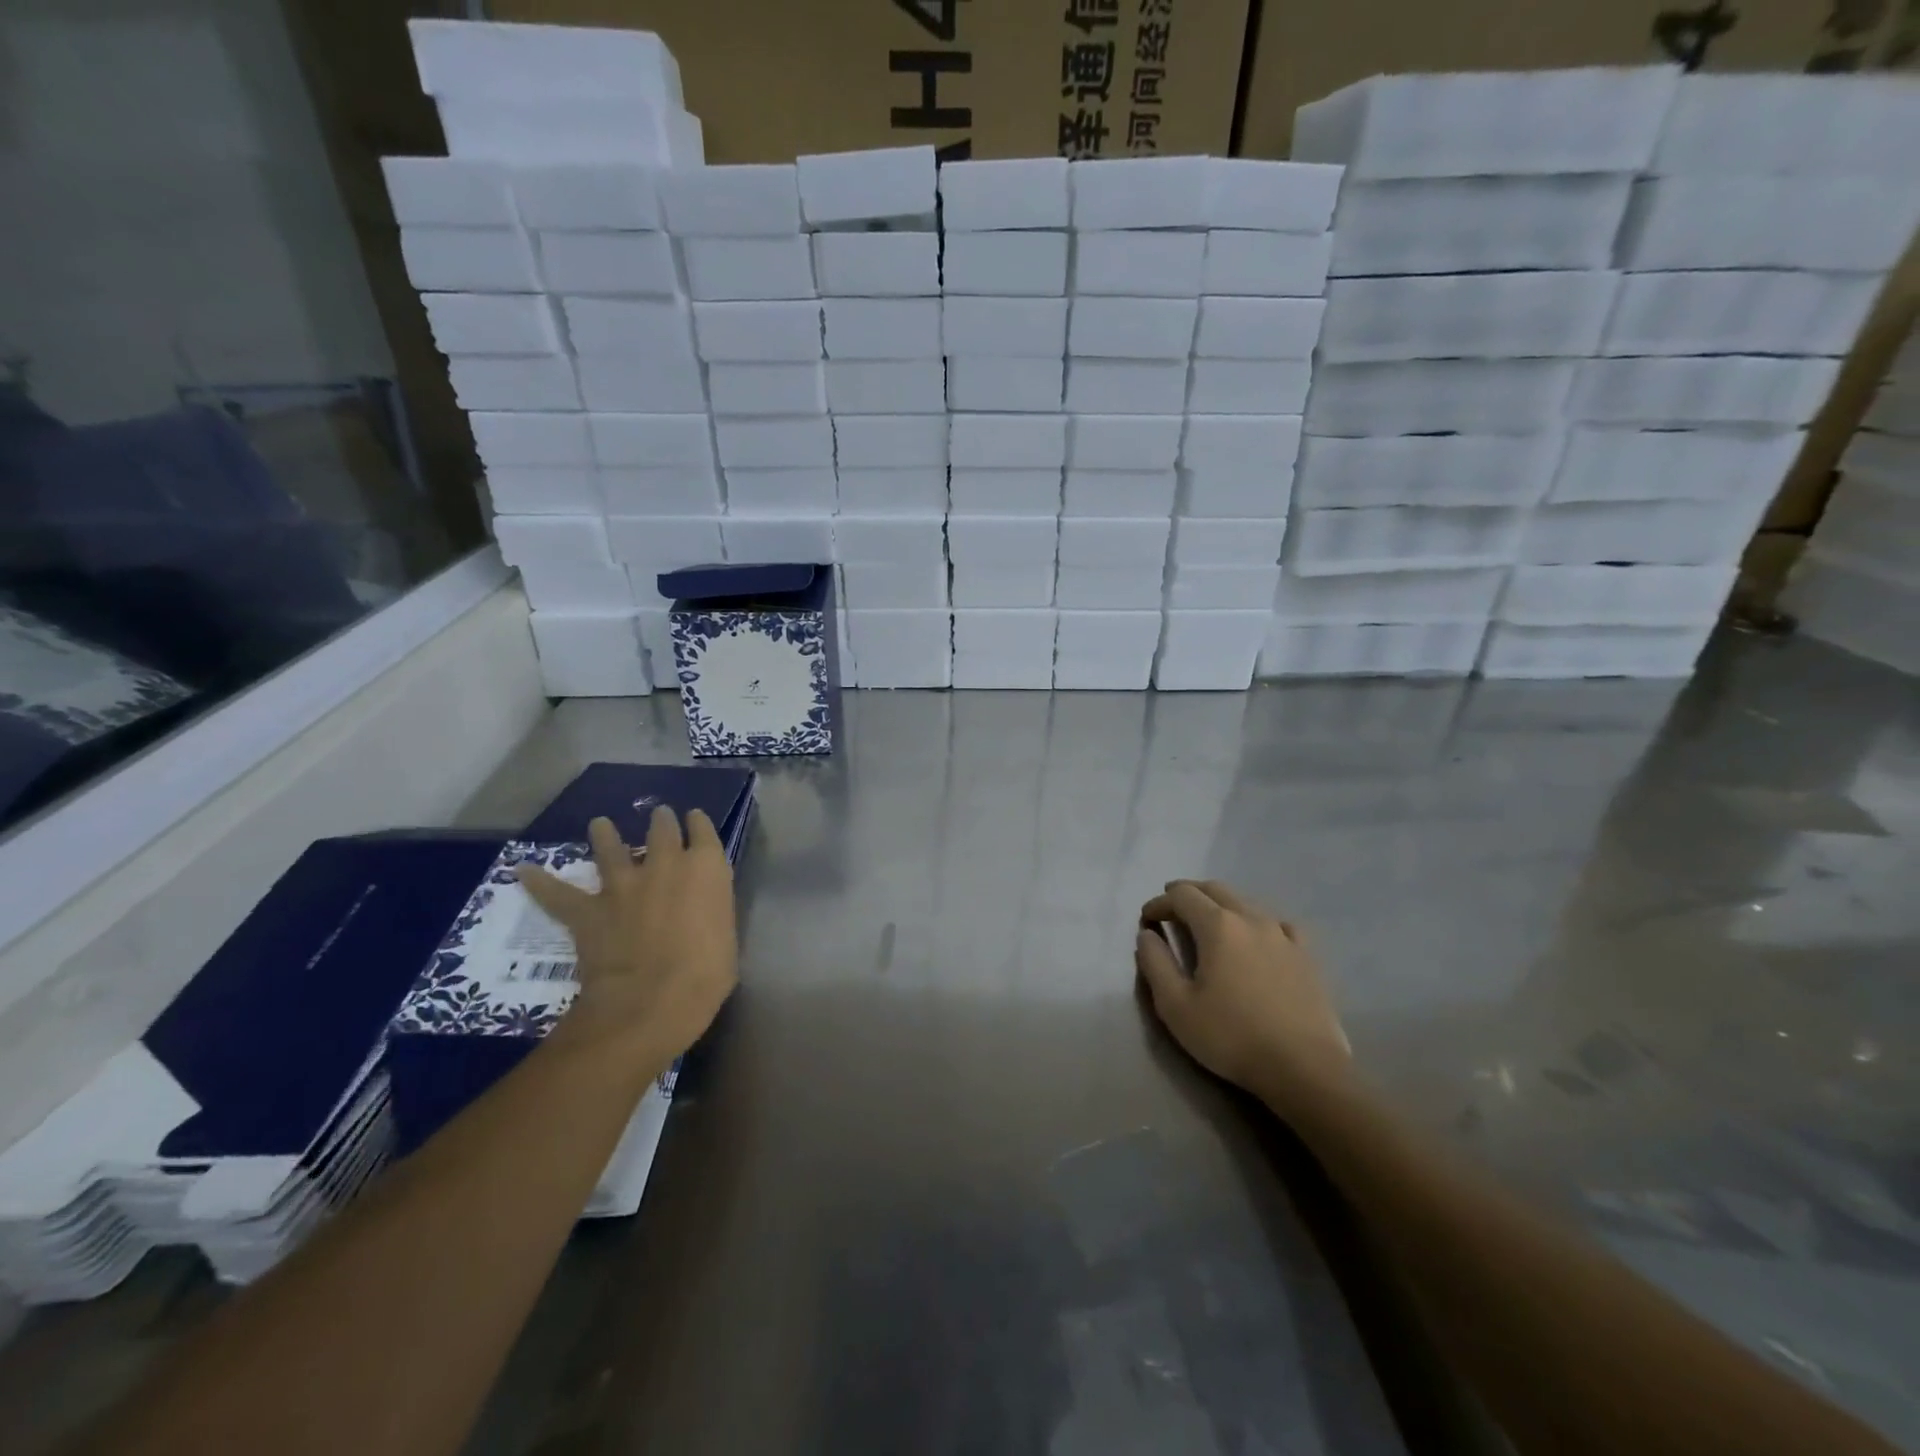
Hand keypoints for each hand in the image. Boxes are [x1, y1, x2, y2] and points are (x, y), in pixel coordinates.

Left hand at [518, 807, 737, 1066]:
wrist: (651, 1001)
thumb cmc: (706, 975)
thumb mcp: (726, 936)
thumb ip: (712, 912)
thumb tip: (700, 912)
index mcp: (706, 869)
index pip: (704, 832)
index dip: (698, 823)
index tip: (694, 819)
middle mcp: (665, 864)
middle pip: (662, 830)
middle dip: (661, 821)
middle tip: (660, 816)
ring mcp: (623, 885)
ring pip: (611, 848)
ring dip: (605, 834)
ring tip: (600, 824)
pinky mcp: (589, 910)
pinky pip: (558, 893)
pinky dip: (540, 883)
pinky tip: (524, 871)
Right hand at [1136, 880, 1351, 1109]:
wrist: (1304, 1069)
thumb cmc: (1231, 1036)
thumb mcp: (1175, 1006)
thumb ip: (1155, 963)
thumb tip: (1147, 935)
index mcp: (1218, 926)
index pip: (1182, 896)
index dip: (1159, 903)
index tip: (1146, 920)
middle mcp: (1251, 919)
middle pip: (1215, 889)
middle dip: (1188, 894)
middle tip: (1171, 909)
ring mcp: (1283, 935)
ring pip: (1246, 902)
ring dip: (1221, 904)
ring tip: (1208, 922)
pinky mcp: (1306, 956)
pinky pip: (1278, 924)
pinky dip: (1257, 922)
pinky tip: (1257, 938)